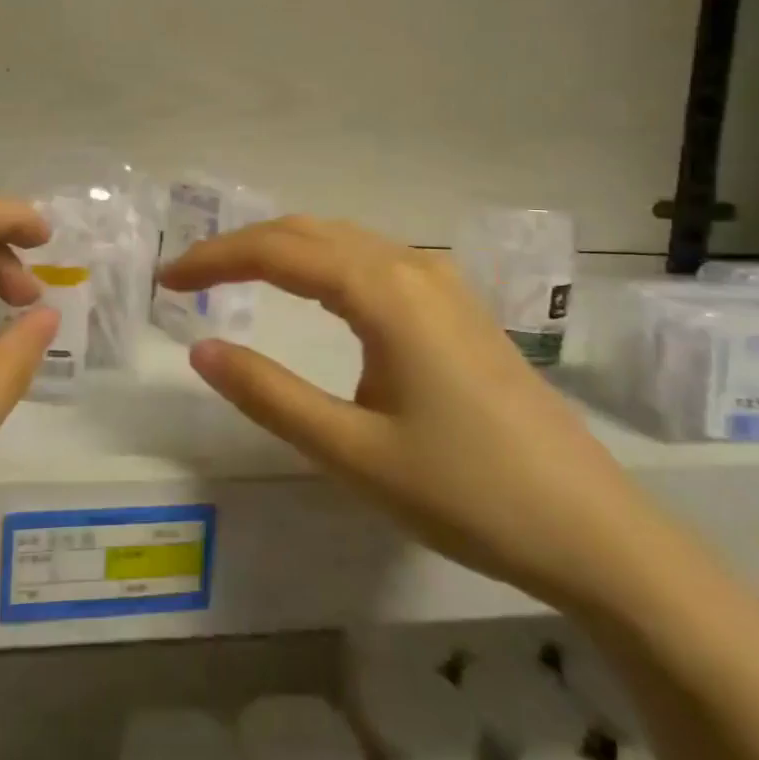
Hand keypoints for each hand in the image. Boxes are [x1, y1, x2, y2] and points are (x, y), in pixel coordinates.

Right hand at [159, 216, 659, 611]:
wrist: (592, 528)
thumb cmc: (467, 492)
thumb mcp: (352, 452)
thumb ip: (269, 395)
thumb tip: (200, 349)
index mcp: (384, 291)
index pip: (279, 250)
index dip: (215, 258)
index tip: (166, 279)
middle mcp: (412, 266)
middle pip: (309, 230)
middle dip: (242, 245)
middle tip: (188, 277)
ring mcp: (441, 281)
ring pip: (342, 239)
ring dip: (282, 248)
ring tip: (233, 276)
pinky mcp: (456, 305)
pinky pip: (371, 259)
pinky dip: (321, 261)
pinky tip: (310, 288)